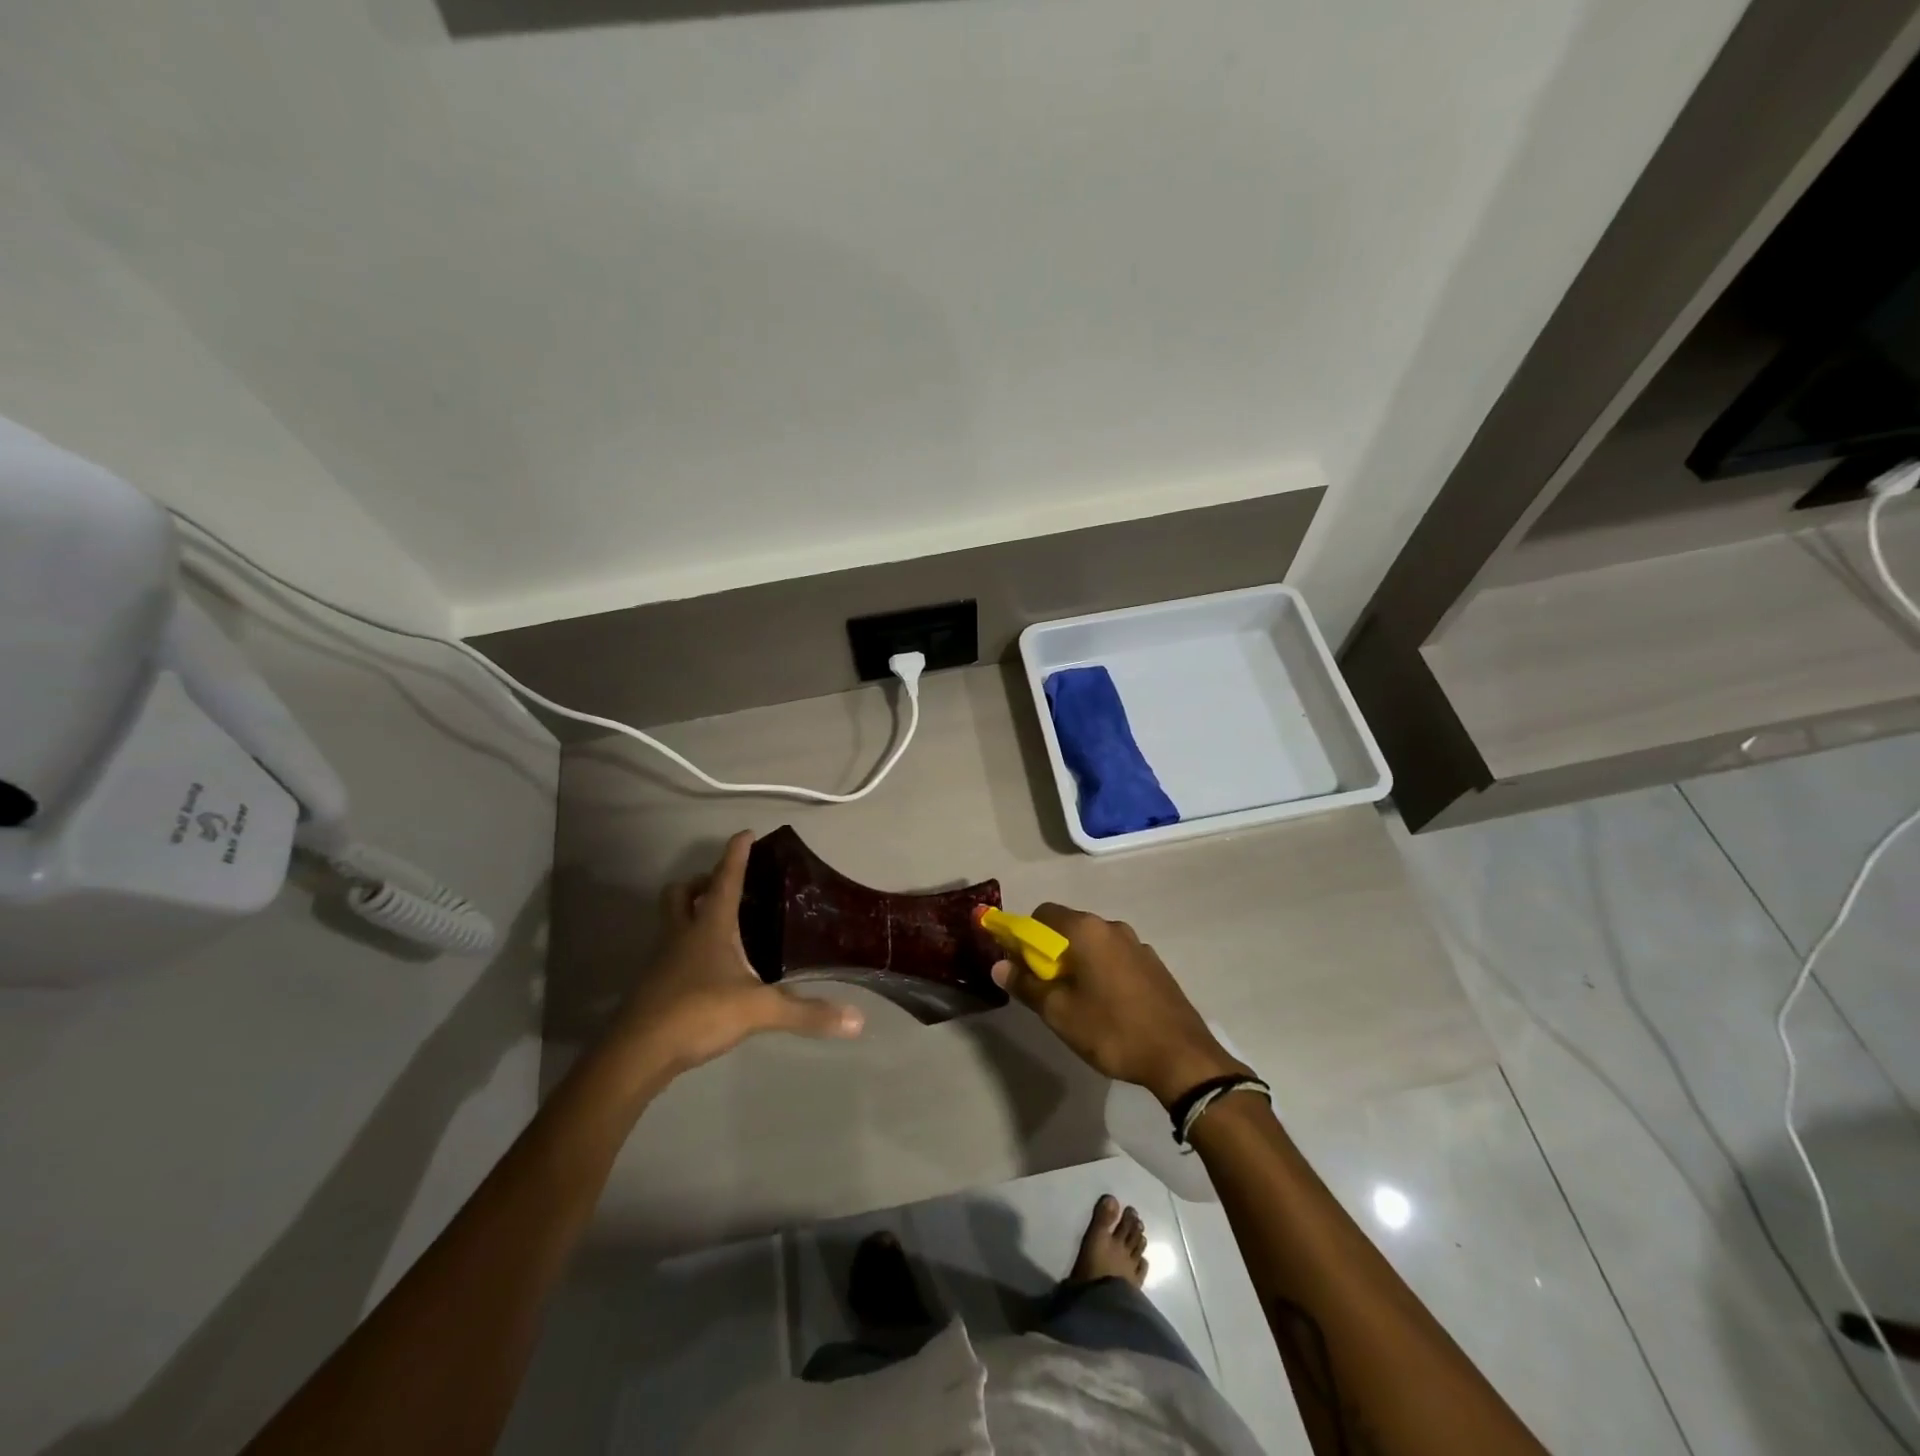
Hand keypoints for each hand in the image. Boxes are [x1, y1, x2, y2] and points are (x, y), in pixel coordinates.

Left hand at [608, 831, 864, 1078]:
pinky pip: (670, 953)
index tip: (746, 833)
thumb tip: (857, 1020)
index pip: (725, 879)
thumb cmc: (697, 1013)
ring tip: (720, 925)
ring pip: (671, 922)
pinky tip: (708, 969)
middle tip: (723, 886)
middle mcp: (682, 935)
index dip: (736, 855)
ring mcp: (662, 961)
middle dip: (699, 882)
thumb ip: (806, 1013)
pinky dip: (687, 949)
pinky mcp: (654, 986)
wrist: (637, 1054)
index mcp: (708, 927)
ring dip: (689, 913)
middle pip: (680, 894)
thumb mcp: (759, 1011)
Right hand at [990, 904, 1246, 1105]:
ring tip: (1077, 1001)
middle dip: (1050, 952)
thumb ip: (1026, 985)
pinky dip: (1102, 971)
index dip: (1024, 936)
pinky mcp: (1154, 965)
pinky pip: (1115, 958)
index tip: (1020, 966)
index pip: (1042, 914)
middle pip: (1068, 927)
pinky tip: (1107, 1006)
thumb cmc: (1113, 1030)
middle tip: (1045, 989)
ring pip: (1094, 944)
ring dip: (1078, 963)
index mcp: (1087, 930)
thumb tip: (999, 965)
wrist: (1181, 1057)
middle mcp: (1112, 927)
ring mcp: (1137, 944)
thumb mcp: (1060, 1013)